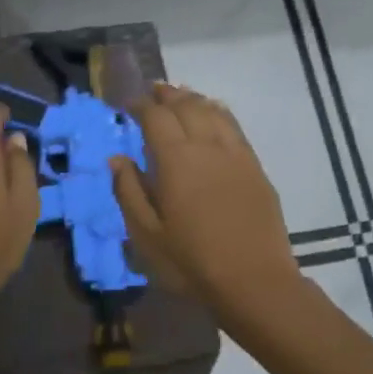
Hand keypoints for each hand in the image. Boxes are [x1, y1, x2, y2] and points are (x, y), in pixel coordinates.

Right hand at [110, 83, 302, 319]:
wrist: (254, 281)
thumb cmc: (192, 262)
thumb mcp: (146, 236)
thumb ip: (128, 192)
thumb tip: (117, 159)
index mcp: (176, 159)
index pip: (155, 117)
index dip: (140, 106)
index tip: (128, 105)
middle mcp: (207, 146)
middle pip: (186, 105)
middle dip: (167, 95)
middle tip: (153, 92)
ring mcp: (236, 154)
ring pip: (213, 111)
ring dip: (193, 99)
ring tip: (180, 98)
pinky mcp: (255, 167)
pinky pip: (234, 127)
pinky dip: (218, 113)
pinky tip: (214, 116)